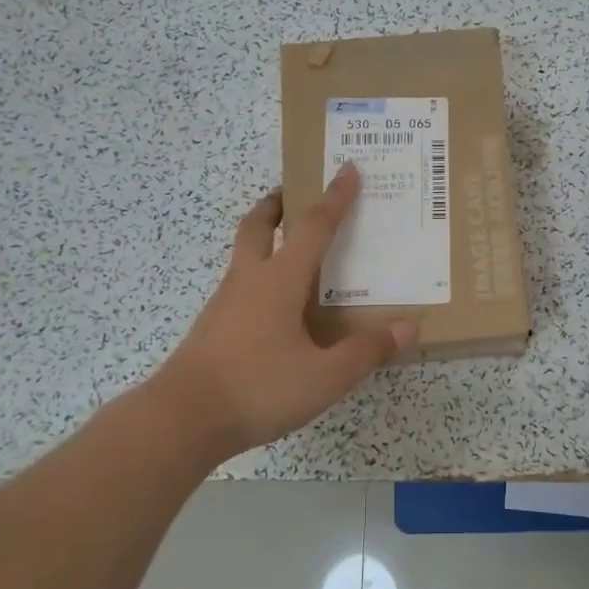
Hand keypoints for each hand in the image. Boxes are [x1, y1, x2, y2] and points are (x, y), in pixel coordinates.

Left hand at [151, 164, 417, 459]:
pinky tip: (276, 309)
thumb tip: (407, 328)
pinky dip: (259, 277)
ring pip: (244, 255)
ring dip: (266, 239)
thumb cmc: (258, 388)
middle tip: (296, 195)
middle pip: (258, 225)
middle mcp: (248, 281)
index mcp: (279, 280)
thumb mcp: (325, 376)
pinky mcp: (212, 328)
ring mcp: (224, 304)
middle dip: (278, 204)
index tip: (347, 169)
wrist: (182, 420)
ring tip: (293, 253)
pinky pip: (240, 286)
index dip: (335, 198)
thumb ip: (366, 351)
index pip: (313, 227)